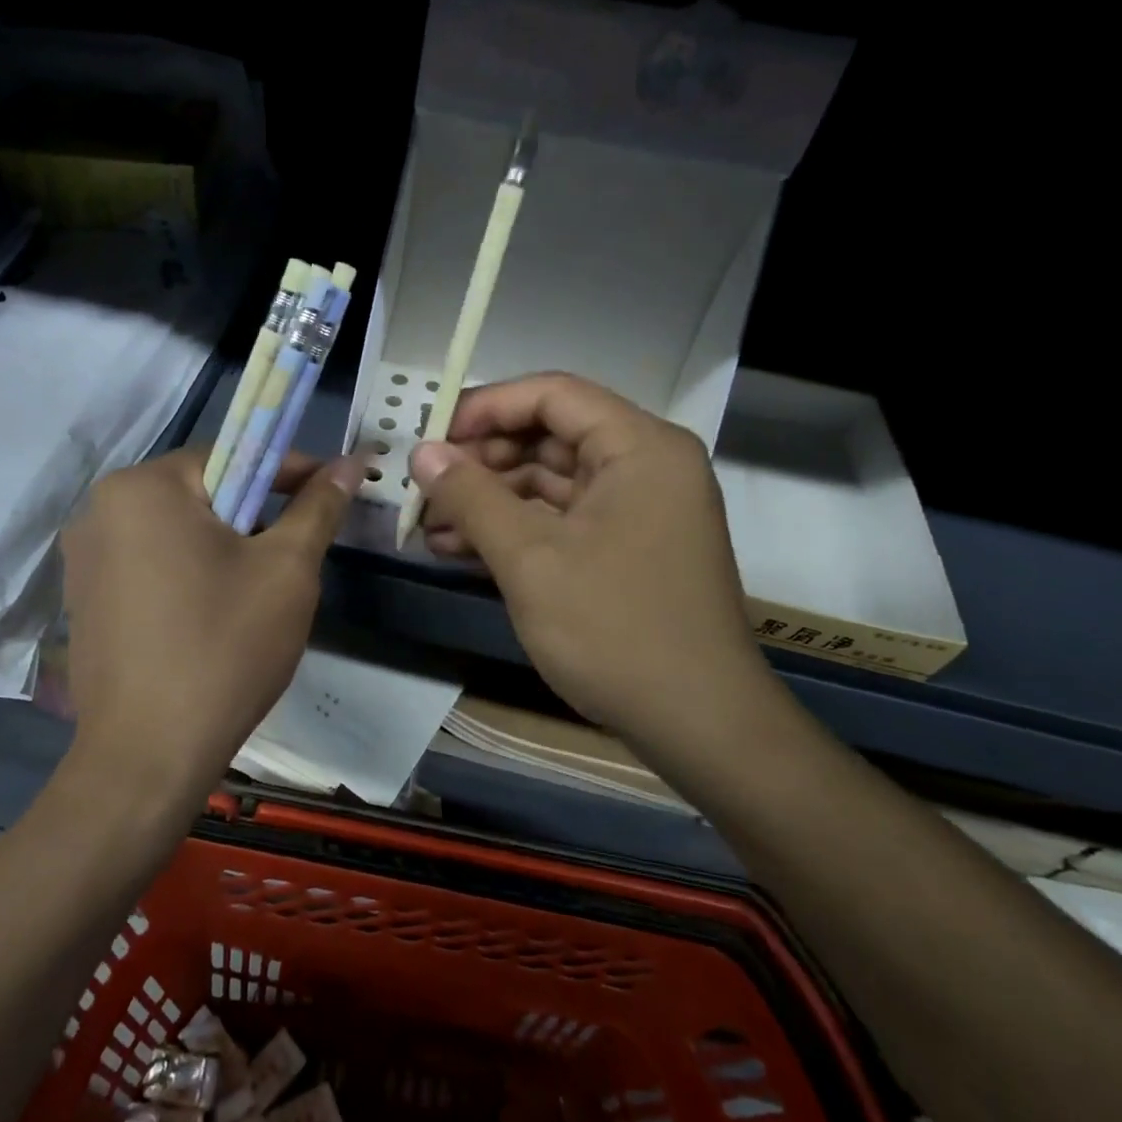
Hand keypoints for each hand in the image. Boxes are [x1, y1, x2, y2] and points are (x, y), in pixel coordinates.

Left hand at [59, 448, 361, 797]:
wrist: (147, 758)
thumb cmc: (225, 648)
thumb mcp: (287, 570)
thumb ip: (318, 506)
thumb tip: (352, 462)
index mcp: (144, 487)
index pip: (233, 454)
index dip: (289, 472)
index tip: (329, 495)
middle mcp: (100, 510)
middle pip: (202, 492)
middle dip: (255, 515)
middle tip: (295, 554)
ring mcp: (84, 558)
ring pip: (176, 531)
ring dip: (223, 546)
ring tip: (258, 592)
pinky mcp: (84, 600)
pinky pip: (150, 565)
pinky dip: (188, 574)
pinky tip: (213, 618)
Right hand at [410, 373, 773, 741]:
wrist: (699, 726)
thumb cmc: (614, 628)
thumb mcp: (530, 558)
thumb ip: (471, 496)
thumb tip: (422, 452)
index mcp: (640, 446)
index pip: (553, 395)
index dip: (486, 407)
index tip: (432, 438)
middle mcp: (646, 466)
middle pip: (550, 436)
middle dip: (482, 460)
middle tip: (426, 486)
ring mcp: (639, 510)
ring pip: (550, 482)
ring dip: (489, 500)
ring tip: (428, 525)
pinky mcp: (627, 549)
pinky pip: (562, 520)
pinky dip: (515, 529)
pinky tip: (460, 549)